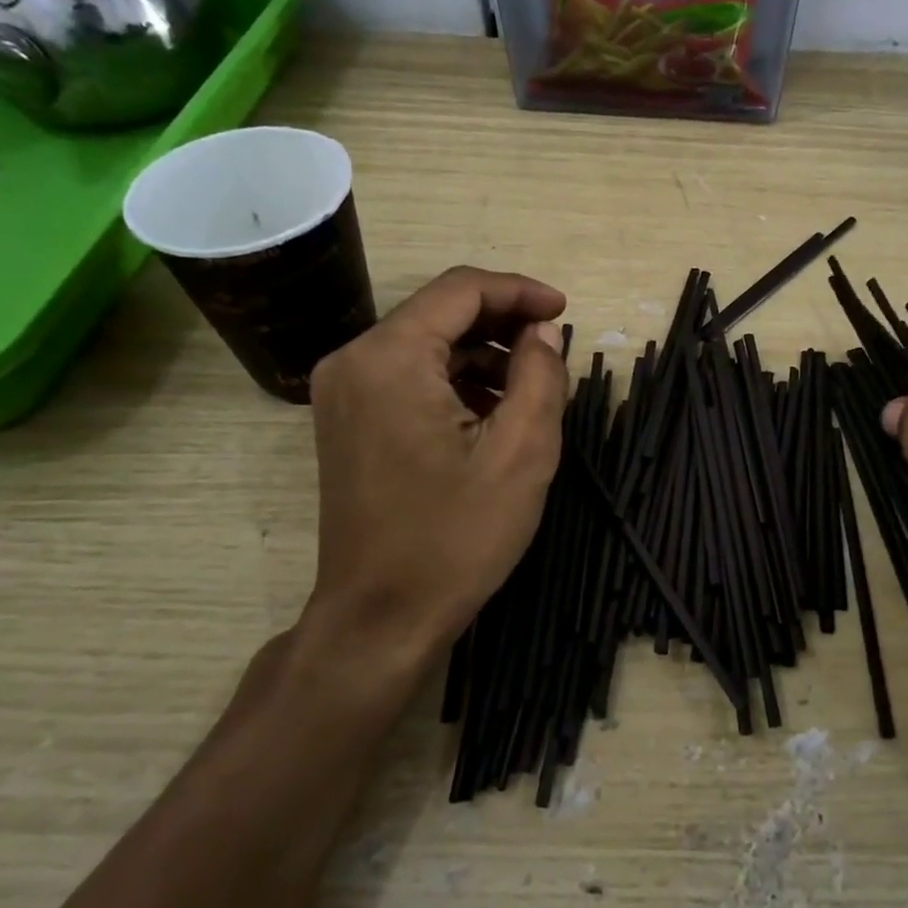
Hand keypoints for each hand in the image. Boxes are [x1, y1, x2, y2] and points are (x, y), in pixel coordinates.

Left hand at [296, 266, 568, 685]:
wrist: (380, 618)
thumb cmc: (456, 537)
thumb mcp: (522, 453)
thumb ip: (540, 376)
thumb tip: (542, 333)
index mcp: (390, 358)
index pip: (461, 289)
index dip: (520, 291)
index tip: (564, 312)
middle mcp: (353, 361)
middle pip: (439, 311)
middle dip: (502, 322)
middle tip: (553, 348)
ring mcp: (342, 391)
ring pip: (425, 343)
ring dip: (481, 353)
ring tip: (531, 386)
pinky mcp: (346, 419)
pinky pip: (407, 374)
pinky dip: (453, 378)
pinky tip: (491, 410)